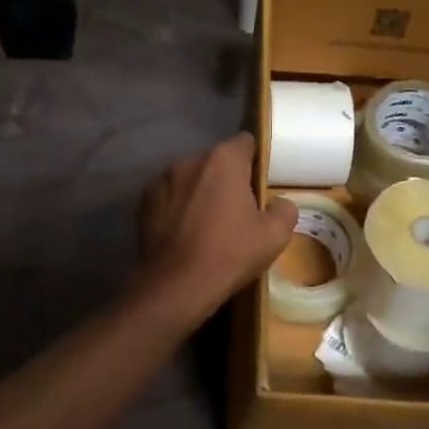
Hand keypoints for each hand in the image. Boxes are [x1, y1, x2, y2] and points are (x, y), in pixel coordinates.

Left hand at [135, 134, 296, 319]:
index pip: (245, 142)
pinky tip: (183, 233)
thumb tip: (280, 203)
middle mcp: (189, 160)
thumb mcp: (275, 236)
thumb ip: (285, 210)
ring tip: (205, 223)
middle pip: (215, 161)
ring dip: (199, 192)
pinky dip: (176, 207)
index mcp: (223, 160)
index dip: (254, 160)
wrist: (176, 285)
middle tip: (236, 209)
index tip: (258, 184)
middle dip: (225, 178)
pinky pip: (168, 197)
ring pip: (189, 178)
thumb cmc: (230, 254)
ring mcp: (162, 180)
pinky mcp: (143, 202)